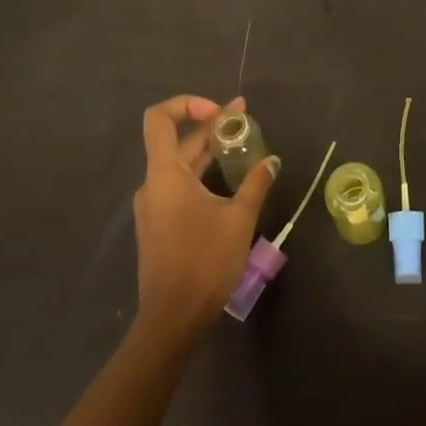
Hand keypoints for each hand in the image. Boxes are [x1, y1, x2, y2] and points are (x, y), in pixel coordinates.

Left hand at [132, 94, 278, 335]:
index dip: (187, 104)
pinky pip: (179, 187)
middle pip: (178, 142)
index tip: (220, 112)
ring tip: (243, 148)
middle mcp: (154, 184)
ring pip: (181, 166)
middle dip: (212, 128)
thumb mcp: (238, 218)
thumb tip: (272, 161)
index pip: (160, 119)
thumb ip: (256, 183)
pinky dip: (202, 175)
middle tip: (246, 120)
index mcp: (165, 174)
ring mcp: (154, 207)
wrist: (172, 320)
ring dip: (209, 152)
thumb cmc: (203, 261)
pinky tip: (229, 183)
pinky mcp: (159, 226)